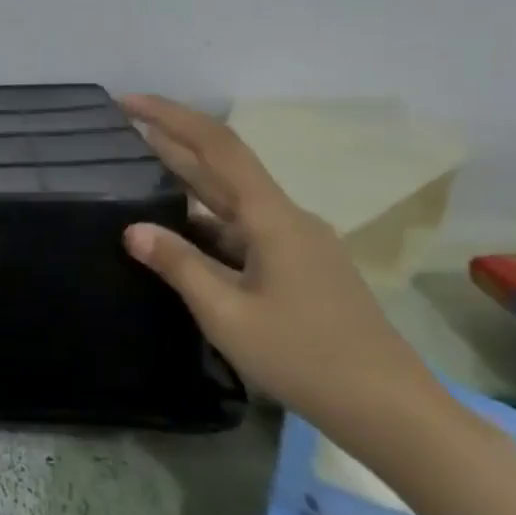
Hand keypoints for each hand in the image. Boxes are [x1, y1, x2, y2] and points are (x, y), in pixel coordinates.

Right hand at [119, 95, 443, 451]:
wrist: (392, 412)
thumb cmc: (305, 358)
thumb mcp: (227, 314)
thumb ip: (179, 265)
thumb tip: (134, 229)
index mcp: (273, 218)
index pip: (217, 147)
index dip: (171, 117)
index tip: (128, 102)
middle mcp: (288, 219)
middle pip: (224, 168)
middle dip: (173, 143)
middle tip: (123, 129)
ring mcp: (299, 244)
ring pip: (233, 202)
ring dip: (188, 183)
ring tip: (140, 176)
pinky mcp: (302, 269)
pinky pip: (245, 231)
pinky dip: (207, 222)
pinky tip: (182, 235)